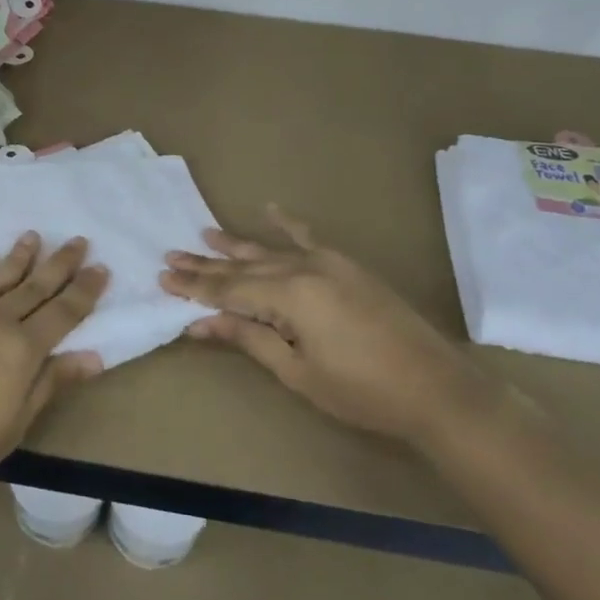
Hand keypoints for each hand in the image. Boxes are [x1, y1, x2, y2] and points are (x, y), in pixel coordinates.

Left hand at [0, 232, 108, 513]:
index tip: (101, 268)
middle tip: (78, 241)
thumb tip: (93, 356)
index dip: (85, 291)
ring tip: (34, 236)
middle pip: (34, 287)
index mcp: (21, 350)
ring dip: (19, 257)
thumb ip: (51, 384)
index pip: (63, 312)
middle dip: (60, 264)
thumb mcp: (14, 426)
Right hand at [161, 206, 492, 443]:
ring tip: (203, 234)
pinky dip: (289, 224)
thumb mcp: (297, 371)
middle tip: (170, 257)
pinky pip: (311, 238)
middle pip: (244, 268)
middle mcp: (304, 269)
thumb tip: (199, 323)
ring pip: (270, 251)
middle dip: (205, 266)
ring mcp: (329, 264)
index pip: (228, 290)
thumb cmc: (361, 390)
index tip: (163, 278)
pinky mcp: (348, 267)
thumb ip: (248, 338)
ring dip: (235, 245)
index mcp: (289, 297)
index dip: (194, 287)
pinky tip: (270, 209)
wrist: (436, 387)